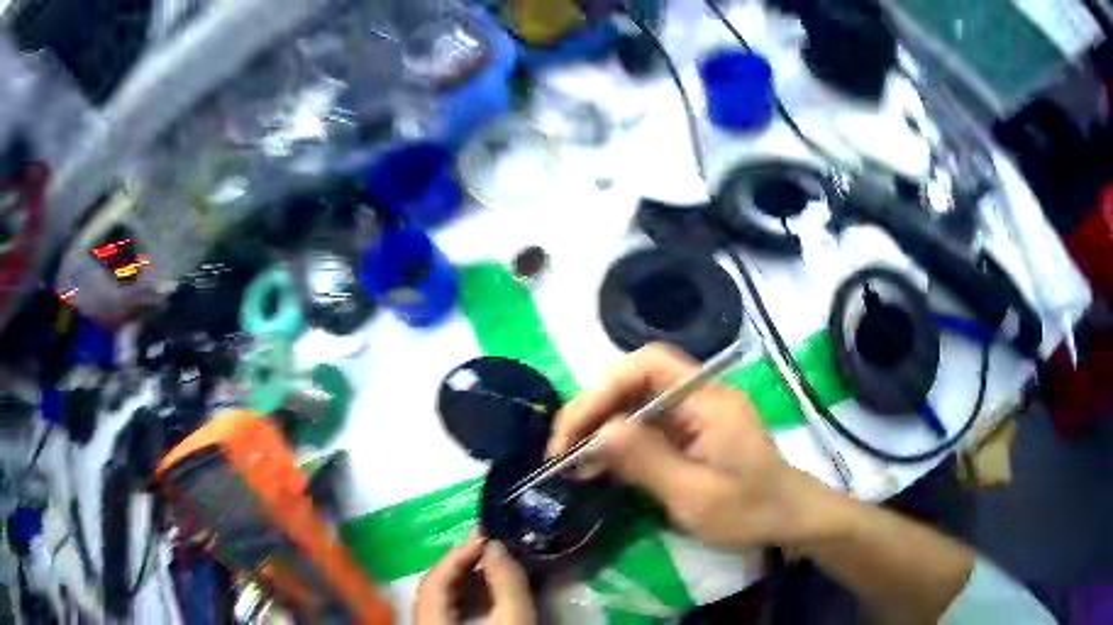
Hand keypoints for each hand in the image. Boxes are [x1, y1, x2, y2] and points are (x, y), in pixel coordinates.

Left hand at [414, 535, 535, 624]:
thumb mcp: (514, 616)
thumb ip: (506, 581)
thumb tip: (497, 545)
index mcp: (429, 616)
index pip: (435, 577)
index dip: (458, 553)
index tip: (485, 533)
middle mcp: (425, 619)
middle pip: (438, 585)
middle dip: (465, 563)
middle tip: (492, 543)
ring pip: (446, 597)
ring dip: (469, 578)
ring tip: (496, 562)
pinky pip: (454, 610)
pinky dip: (471, 596)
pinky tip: (493, 590)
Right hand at [548, 344, 832, 548]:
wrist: (789, 518)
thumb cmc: (750, 511)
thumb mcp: (696, 496)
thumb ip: (646, 461)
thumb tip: (596, 433)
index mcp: (709, 401)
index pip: (646, 366)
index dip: (602, 391)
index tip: (573, 433)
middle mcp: (700, 395)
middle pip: (635, 379)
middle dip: (593, 408)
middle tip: (563, 450)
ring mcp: (695, 412)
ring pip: (634, 401)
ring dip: (600, 425)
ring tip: (572, 460)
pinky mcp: (690, 430)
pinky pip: (645, 423)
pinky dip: (616, 440)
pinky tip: (598, 465)